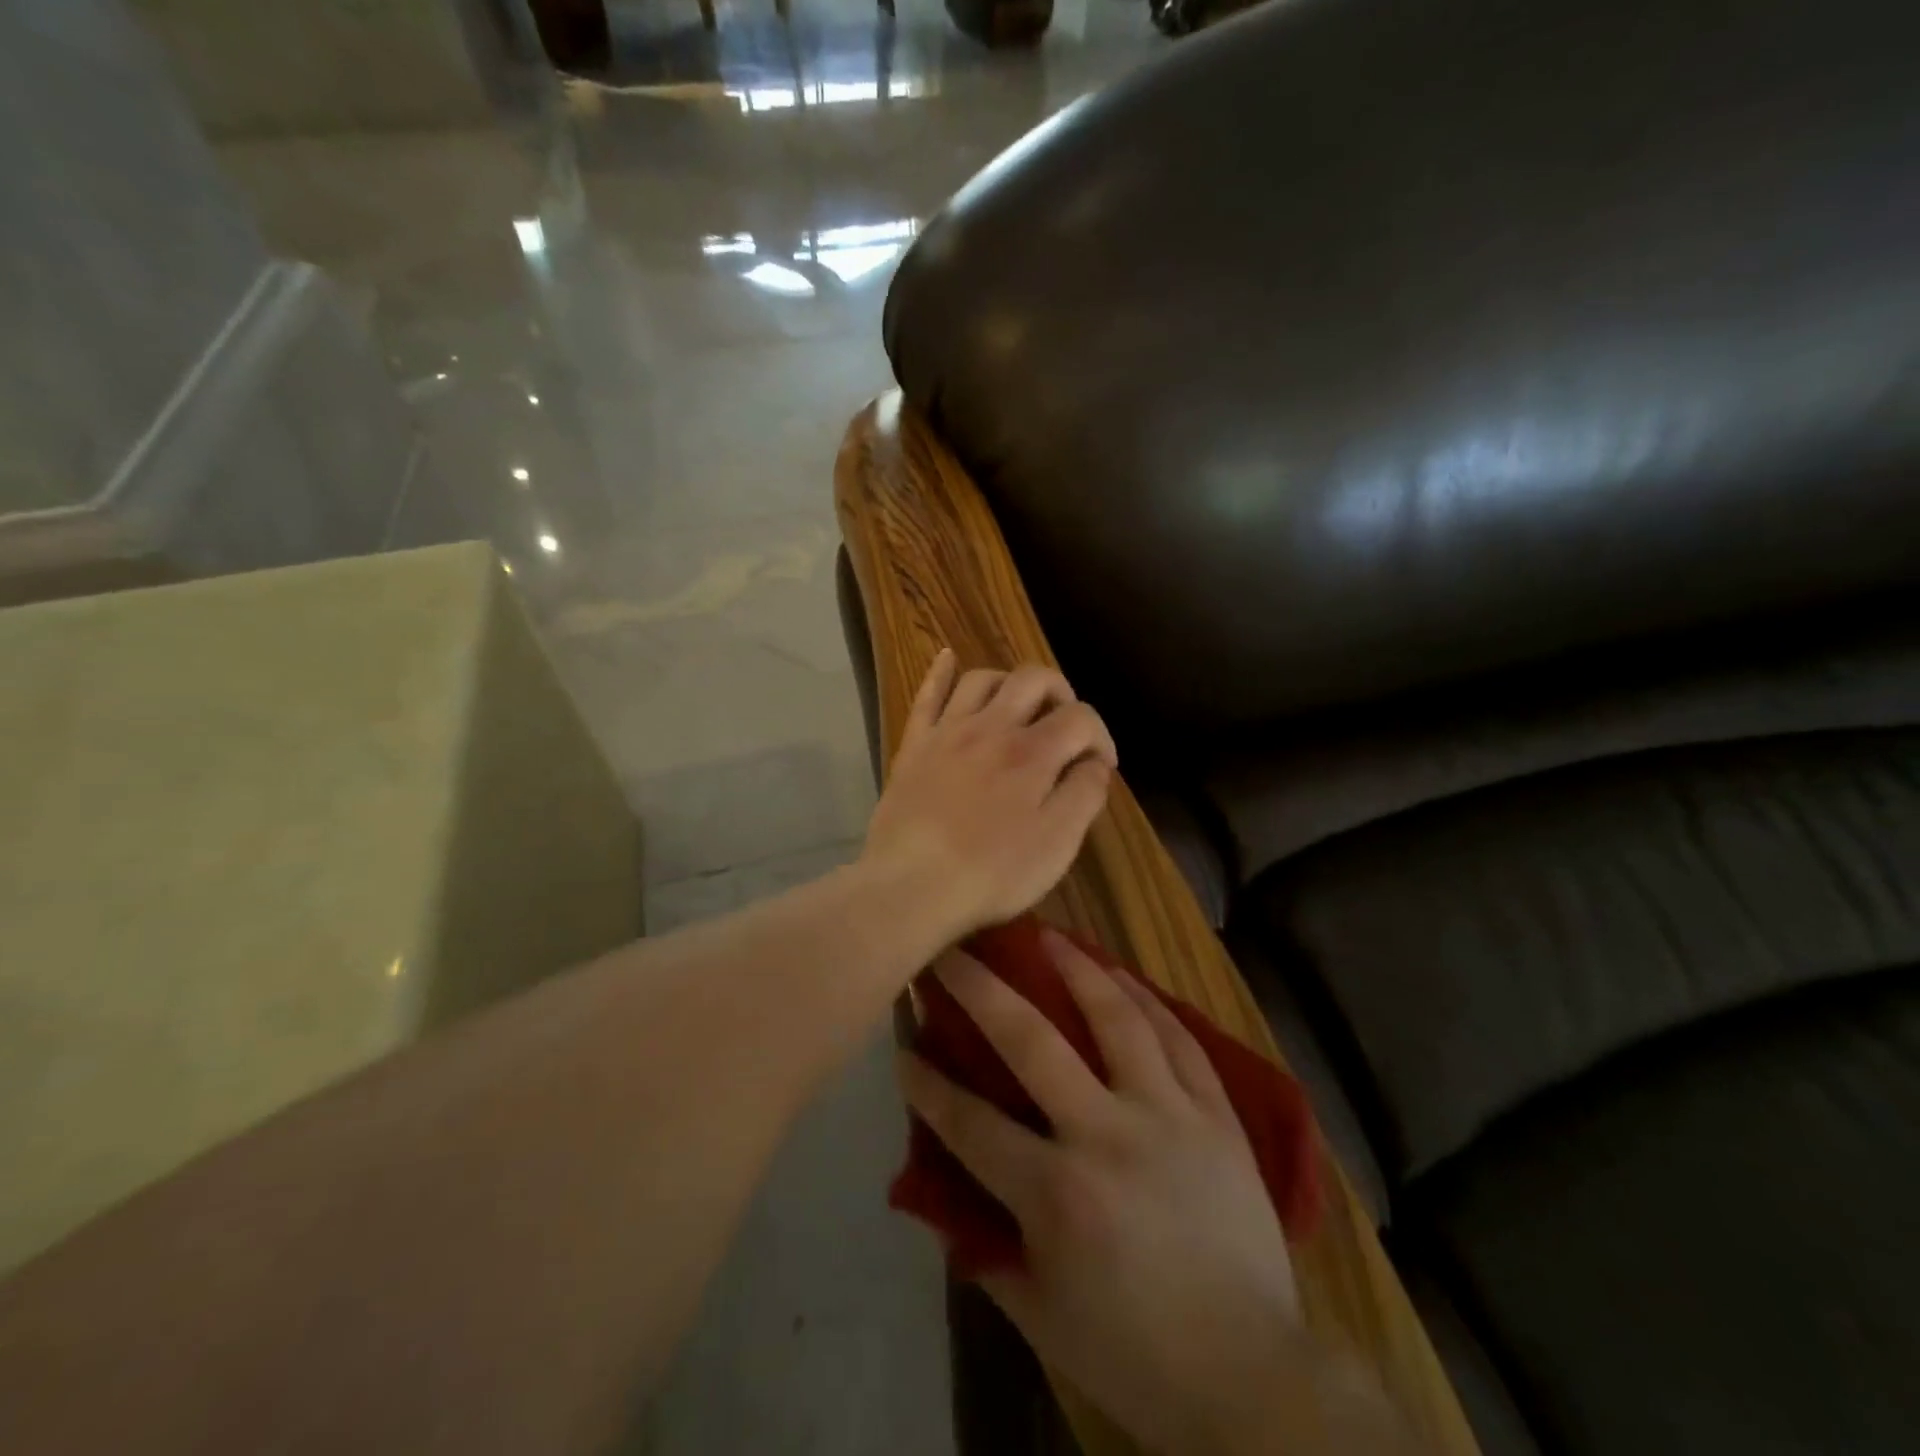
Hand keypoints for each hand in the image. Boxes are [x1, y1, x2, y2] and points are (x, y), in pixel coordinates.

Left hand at [864, 651, 1116, 946]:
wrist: (912, 886)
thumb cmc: (992, 872)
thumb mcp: (1057, 844)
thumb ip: (1084, 795)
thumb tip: (1096, 763)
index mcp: (1033, 753)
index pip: (1081, 718)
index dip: (1101, 737)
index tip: (1101, 767)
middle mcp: (992, 727)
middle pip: (1034, 680)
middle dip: (1060, 693)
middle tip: (1065, 724)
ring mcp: (948, 732)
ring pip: (983, 679)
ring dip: (1009, 683)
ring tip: (1019, 706)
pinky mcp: (914, 745)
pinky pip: (927, 695)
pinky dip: (940, 672)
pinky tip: (947, 656)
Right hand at [897, 927, 1302, 1455]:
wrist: (1251, 1377)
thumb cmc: (1134, 1352)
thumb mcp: (1038, 1314)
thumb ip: (984, 1246)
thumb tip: (944, 1191)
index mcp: (1058, 1194)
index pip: (971, 1122)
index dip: (928, 1084)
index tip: (903, 1048)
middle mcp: (1108, 1134)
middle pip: (1032, 1041)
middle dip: (981, 990)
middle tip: (954, 952)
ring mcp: (1169, 1114)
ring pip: (1116, 1017)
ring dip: (1075, 968)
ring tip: (1046, 935)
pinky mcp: (1216, 1114)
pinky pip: (1179, 1038)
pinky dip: (1147, 999)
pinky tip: (1122, 975)